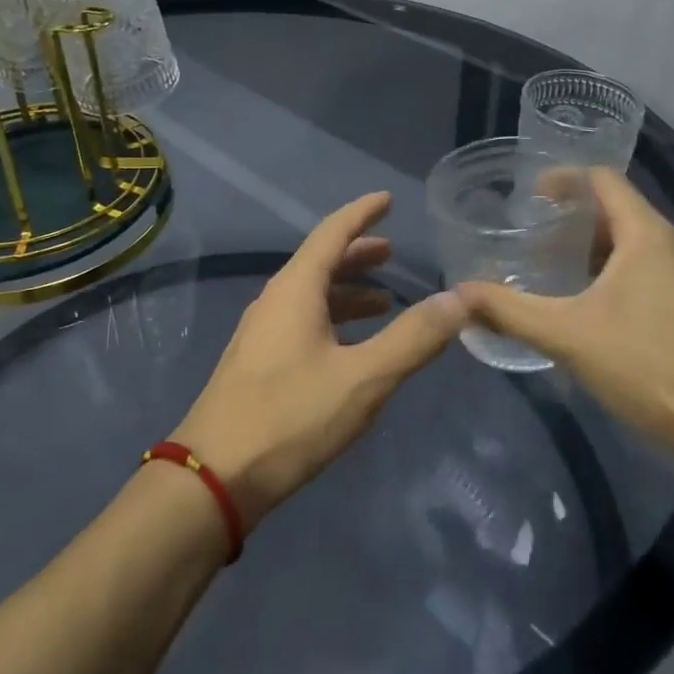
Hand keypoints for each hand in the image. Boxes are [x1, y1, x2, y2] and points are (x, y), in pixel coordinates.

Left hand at [174, 192, 466, 530]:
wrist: (214, 475)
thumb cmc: (291, 417)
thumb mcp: (364, 377)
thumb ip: (414, 337)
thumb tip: (459, 298)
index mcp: (295, 289)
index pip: (332, 233)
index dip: (362, 213)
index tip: (387, 198)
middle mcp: (274, 301)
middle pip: (320, 262)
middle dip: (357, 253)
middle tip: (392, 251)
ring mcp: (261, 333)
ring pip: (310, 296)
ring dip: (346, 291)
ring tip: (383, 299)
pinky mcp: (257, 363)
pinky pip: (302, 322)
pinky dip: (332, 319)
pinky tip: (351, 346)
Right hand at [455, 168, 673, 459]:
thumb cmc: (648, 366)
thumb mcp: (567, 336)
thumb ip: (510, 310)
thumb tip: (461, 292)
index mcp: (648, 236)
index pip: (604, 180)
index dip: (565, 178)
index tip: (532, 195)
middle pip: (622, 212)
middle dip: (577, 222)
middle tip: (539, 243)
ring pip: (642, 246)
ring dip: (602, 251)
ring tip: (566, 276)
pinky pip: (661, 272)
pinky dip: (628, 275)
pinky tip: (608, 313)